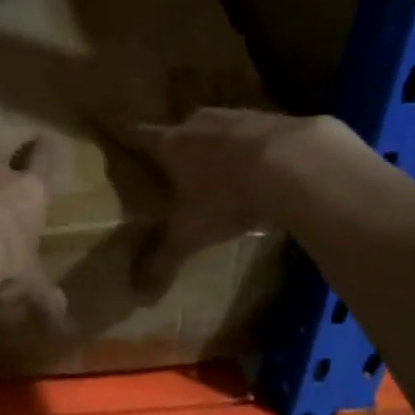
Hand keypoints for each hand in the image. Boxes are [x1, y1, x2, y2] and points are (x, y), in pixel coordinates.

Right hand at [131, 107, 340, 288]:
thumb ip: (165, 261)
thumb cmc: (228, 197)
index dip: (126, 134)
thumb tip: (140, 298)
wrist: (297, 165)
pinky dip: (255, 146)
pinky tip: (265, 166)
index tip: (118, 130)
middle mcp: (199, 124)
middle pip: (181, 129)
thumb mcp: (192, 235)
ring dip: (218, 143)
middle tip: (177, 164)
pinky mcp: (276, 119)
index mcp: (171, 145)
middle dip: (178, 145)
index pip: (138, 135)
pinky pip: (256, 132)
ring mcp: (239, 117)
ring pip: (219, 127)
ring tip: (222, 165)